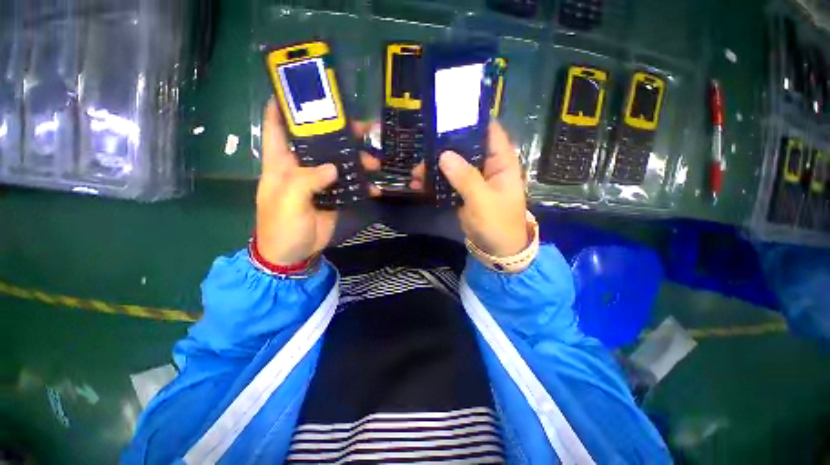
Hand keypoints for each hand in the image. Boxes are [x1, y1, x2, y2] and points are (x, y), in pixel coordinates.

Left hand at [255, 100, 377, 264]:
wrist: (294, 253)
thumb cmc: (282, 225)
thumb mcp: (288, 201)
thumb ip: (307, 180)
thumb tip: (333, 168)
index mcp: (281, 162)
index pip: (277, 126)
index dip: (285, 105)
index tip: (304, 91)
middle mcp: (301, 167)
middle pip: (319, 141)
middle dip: (339, 132)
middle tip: (362, 127)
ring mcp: (320, 181)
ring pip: (339, 162)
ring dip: (358, 160)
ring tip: (375, 161)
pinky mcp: (333, 195)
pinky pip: (350, 184)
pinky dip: (363, 185)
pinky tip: (375, 187)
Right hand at [411, 122, 527, 256]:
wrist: (496, 250)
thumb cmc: (497, 223)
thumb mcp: (483, 200)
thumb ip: (465, 177)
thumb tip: (444, 154)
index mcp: (501, 162)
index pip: (489, 131)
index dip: (471, 120)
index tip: (447, 115)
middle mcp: (488, 165)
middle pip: (466, 146)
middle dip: (444, 145)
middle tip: (422, 143)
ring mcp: (474, 178)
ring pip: (453, 163)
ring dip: (435, 166)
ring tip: (415, 171)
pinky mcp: (464, 191)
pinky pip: (448, 180)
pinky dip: (434, 181)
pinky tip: (419, 184)